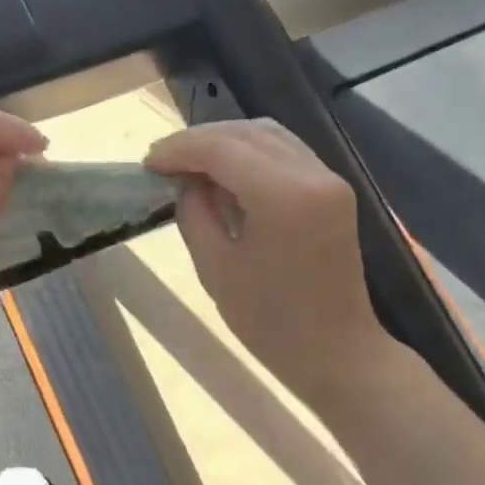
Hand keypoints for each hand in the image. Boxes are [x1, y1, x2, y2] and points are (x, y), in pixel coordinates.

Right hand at [145, 120, 387, 406]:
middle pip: (246, 132)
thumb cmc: (270, 322)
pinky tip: (223, 173)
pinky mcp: (332, 190)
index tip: (148, 164)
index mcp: (284, 195)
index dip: (179, 149)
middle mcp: (312, 174)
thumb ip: (195, 211)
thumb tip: (186, 180)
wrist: (337, 352)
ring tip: (188, 164)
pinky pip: (284, 152)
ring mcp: (328, 178)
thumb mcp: (215, 267)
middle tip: (162, 161)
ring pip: (267, 134)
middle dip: (199, 140)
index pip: (222, 148)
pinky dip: (249, 152)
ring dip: (224, 141)